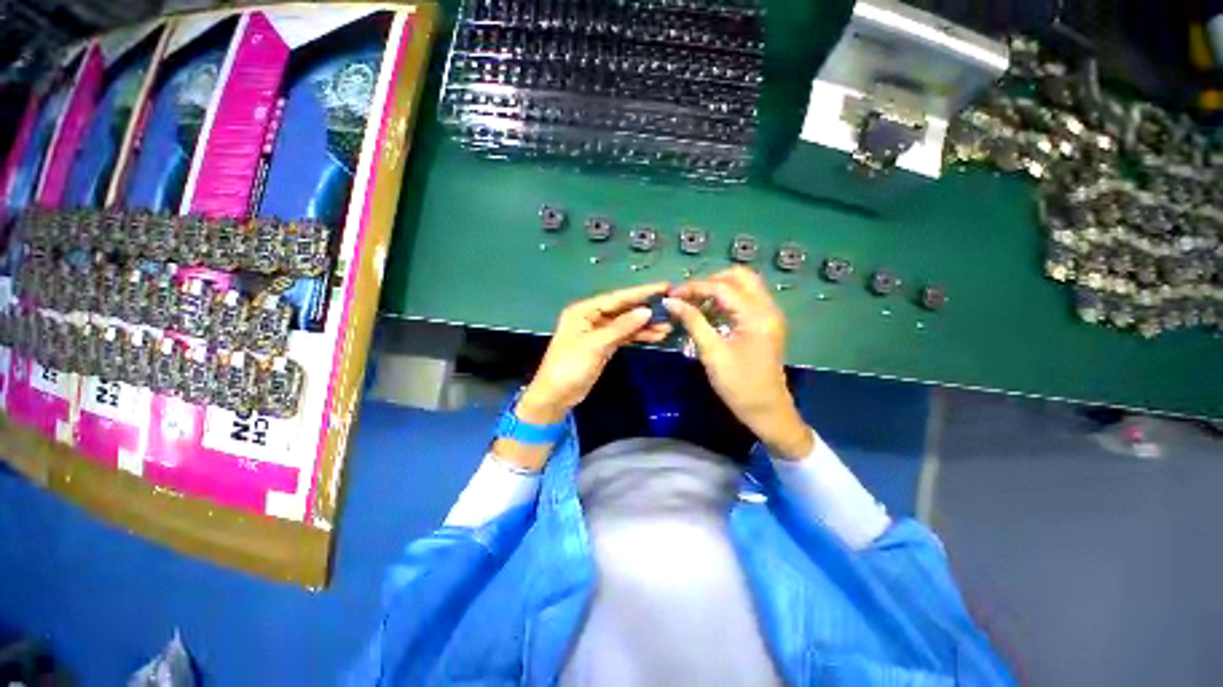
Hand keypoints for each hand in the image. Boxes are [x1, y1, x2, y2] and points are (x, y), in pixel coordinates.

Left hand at [497, 283, 671, 470]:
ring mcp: (598, 332)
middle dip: (645, 309)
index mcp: (584, 311)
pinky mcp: (604, 346)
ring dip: (645, 325)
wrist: (556, 395)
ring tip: (668, 325)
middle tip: (671, 306)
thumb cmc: (570, 366)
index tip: (664, 286)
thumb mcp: (595, 345)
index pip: (617, 298)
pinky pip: (624, 336)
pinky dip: (638, 336)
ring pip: (626, 324)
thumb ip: (621, 327)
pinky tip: (655, 336)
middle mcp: (591, 317)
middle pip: (623, 309)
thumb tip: (646, 311)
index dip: (641, 292)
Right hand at [665, 267, 812, 459]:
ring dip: (719, 289)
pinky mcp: (766, 324)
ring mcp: (769, 315)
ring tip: (695, 302)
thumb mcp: (712, 353)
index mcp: (757, 315)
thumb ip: (693, 322)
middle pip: (740, 276)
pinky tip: (710, 312)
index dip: (694, 287)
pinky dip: (727, 300)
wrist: (767, 411)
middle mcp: (768, 308)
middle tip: (688, 296)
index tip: (672, 294)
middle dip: (711, 281)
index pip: (722, 287)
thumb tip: (671, 302)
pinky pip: (746, 300)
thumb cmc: (739, 384)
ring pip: (745, 286)